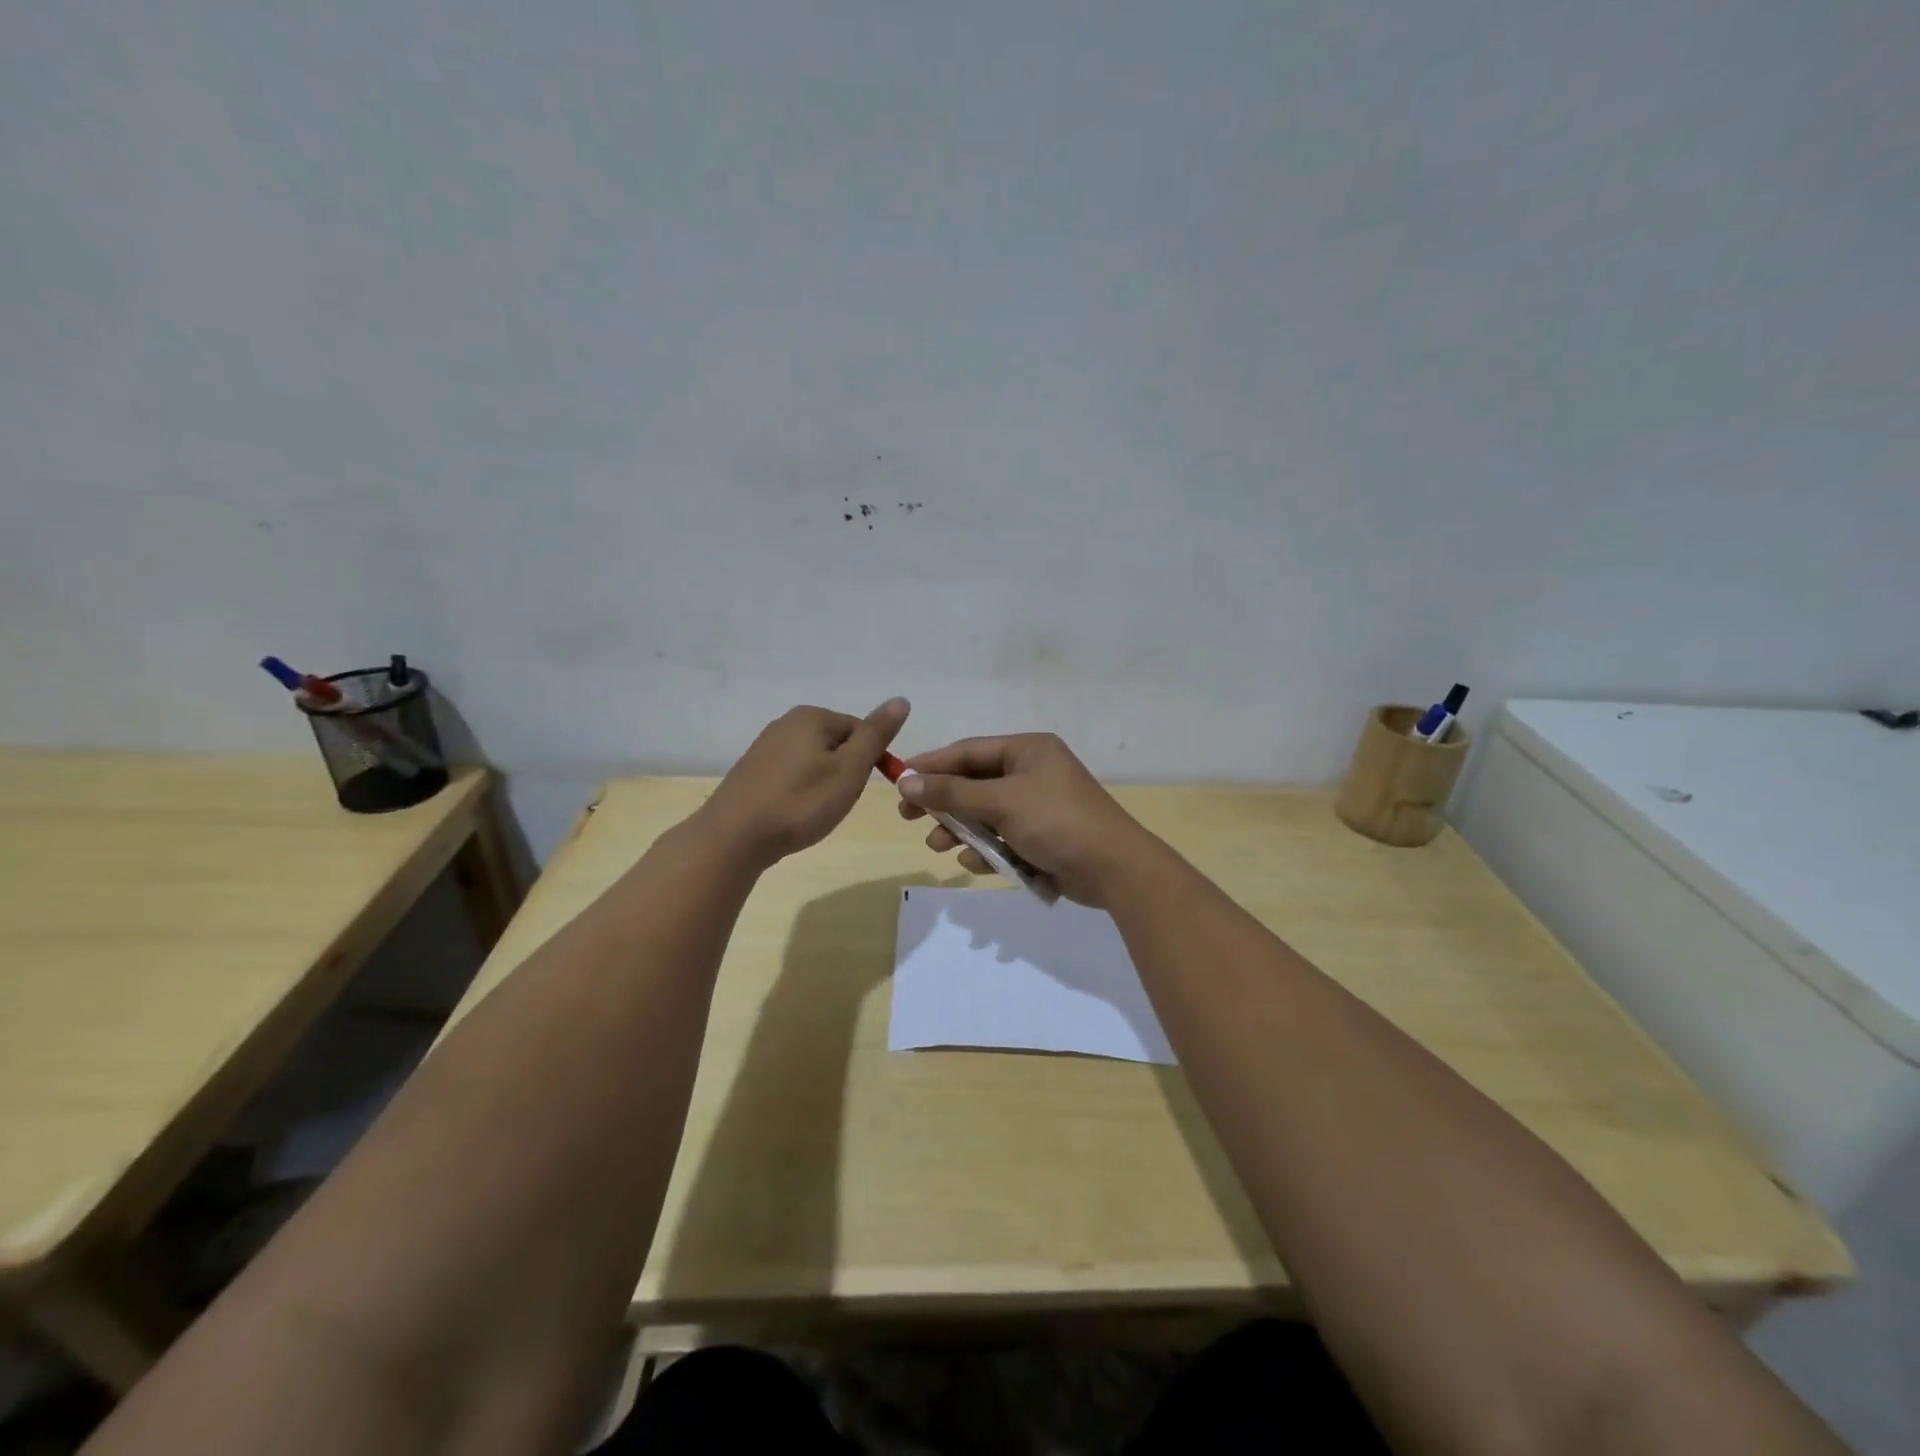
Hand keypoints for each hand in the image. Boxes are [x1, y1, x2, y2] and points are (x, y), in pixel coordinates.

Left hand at [702, 698, 909, 867]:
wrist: (734, 838)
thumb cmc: (800, 802)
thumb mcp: (849, 770)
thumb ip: (876, 735)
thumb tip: (901, 700)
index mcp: (812, 716)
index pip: (861, 730)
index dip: (870, 761)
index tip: (859, 789)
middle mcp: (786, 722)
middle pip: (837, 744)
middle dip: (845, 772)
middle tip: (837, 802)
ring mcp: (765, 746)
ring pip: (814, 760)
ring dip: (823, 783)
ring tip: (815, 811)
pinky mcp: (752, 770)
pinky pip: (792, 774)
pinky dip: (800, 791)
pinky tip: (794, 812)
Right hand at [895, 733, 1160, 905]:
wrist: (1115, 869)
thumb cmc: (1057, 822)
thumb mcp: (1001, 803)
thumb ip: (952, 793)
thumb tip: (906, 782)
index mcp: (1027, 750)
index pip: (968, 751)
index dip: (932, 765)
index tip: (899, 780)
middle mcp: (1031, 772)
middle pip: (974, 783)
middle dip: (944, 803)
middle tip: (909, 817)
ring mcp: (1037, 805)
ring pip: (985, 813)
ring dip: (961, 830)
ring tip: (938, 846)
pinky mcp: (1041, 836)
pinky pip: (1003, 836)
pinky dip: (987, 848)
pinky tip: (975, 863)